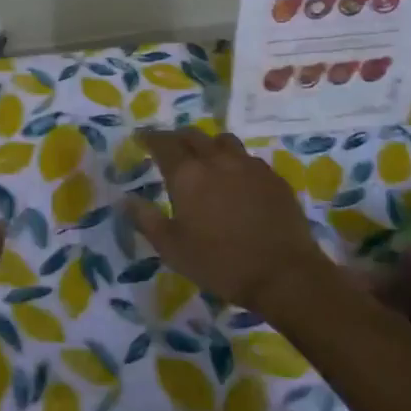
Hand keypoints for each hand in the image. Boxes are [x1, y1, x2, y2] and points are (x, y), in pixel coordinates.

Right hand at [126, 128, 330, 319]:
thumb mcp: (172, 249)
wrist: (284, 274)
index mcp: (187, 174)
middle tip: (169, 148)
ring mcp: (249, 166)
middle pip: (193, 135)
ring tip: (205, 158)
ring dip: (208, 144)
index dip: (150, 138)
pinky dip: (234, 161)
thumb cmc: (220, 263)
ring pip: (223, 141)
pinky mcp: (273, 177)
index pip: (163, 143)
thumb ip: (146, 220)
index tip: (141, 138)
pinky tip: (236, 178)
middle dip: (177, 138)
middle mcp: (216, 160)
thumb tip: (126, 199)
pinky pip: (248, 158)